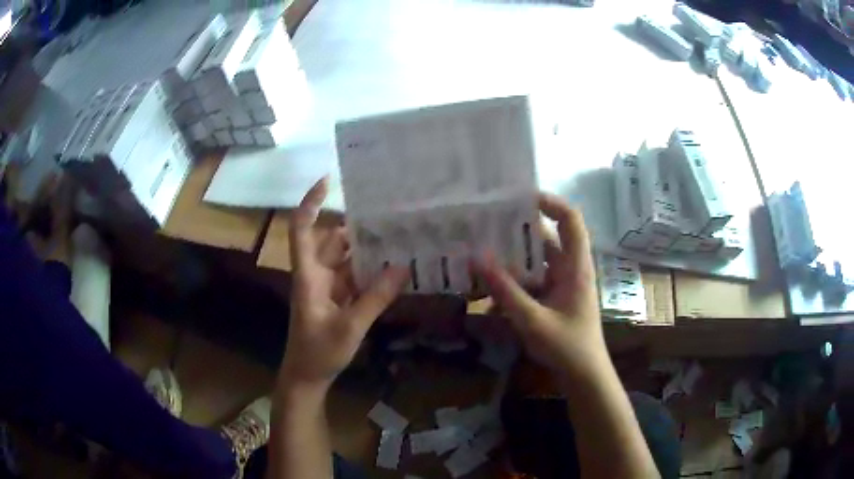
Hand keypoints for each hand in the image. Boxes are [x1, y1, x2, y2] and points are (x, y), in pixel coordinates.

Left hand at [280, 177, 408, 389]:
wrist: (307, 376)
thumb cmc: (319, 351)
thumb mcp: (350, 326)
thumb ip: (375, 298)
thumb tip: (403, 267)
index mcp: (309, 275)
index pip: (302, 229)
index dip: (310, 203)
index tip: (328, 180)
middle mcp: (316, 274)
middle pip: (331, 240)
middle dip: (354, 225)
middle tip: (386, 212)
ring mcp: (327, 287)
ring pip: (345, 258)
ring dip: (365, 248)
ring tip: (396, 235)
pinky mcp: (337, 299)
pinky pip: (354, 277)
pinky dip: (370, 271)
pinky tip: (392, 268)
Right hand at [475, 193, 604, 380]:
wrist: (583, 377)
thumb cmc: (567, 347)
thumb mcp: (532, 319)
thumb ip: (505, 289)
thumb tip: (477, 256)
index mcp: (575, 267)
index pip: (571, 220)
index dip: (551, 202)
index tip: (520, 197)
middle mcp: (569, 270)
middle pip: (546, 239)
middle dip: (518, 231)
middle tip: (487, 225)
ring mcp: (560, 286)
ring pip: (535, 263)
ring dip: (511, 260)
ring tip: (480, 253)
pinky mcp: (553, 301)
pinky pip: (531, 284)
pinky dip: (512, 285)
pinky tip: (488, 295)